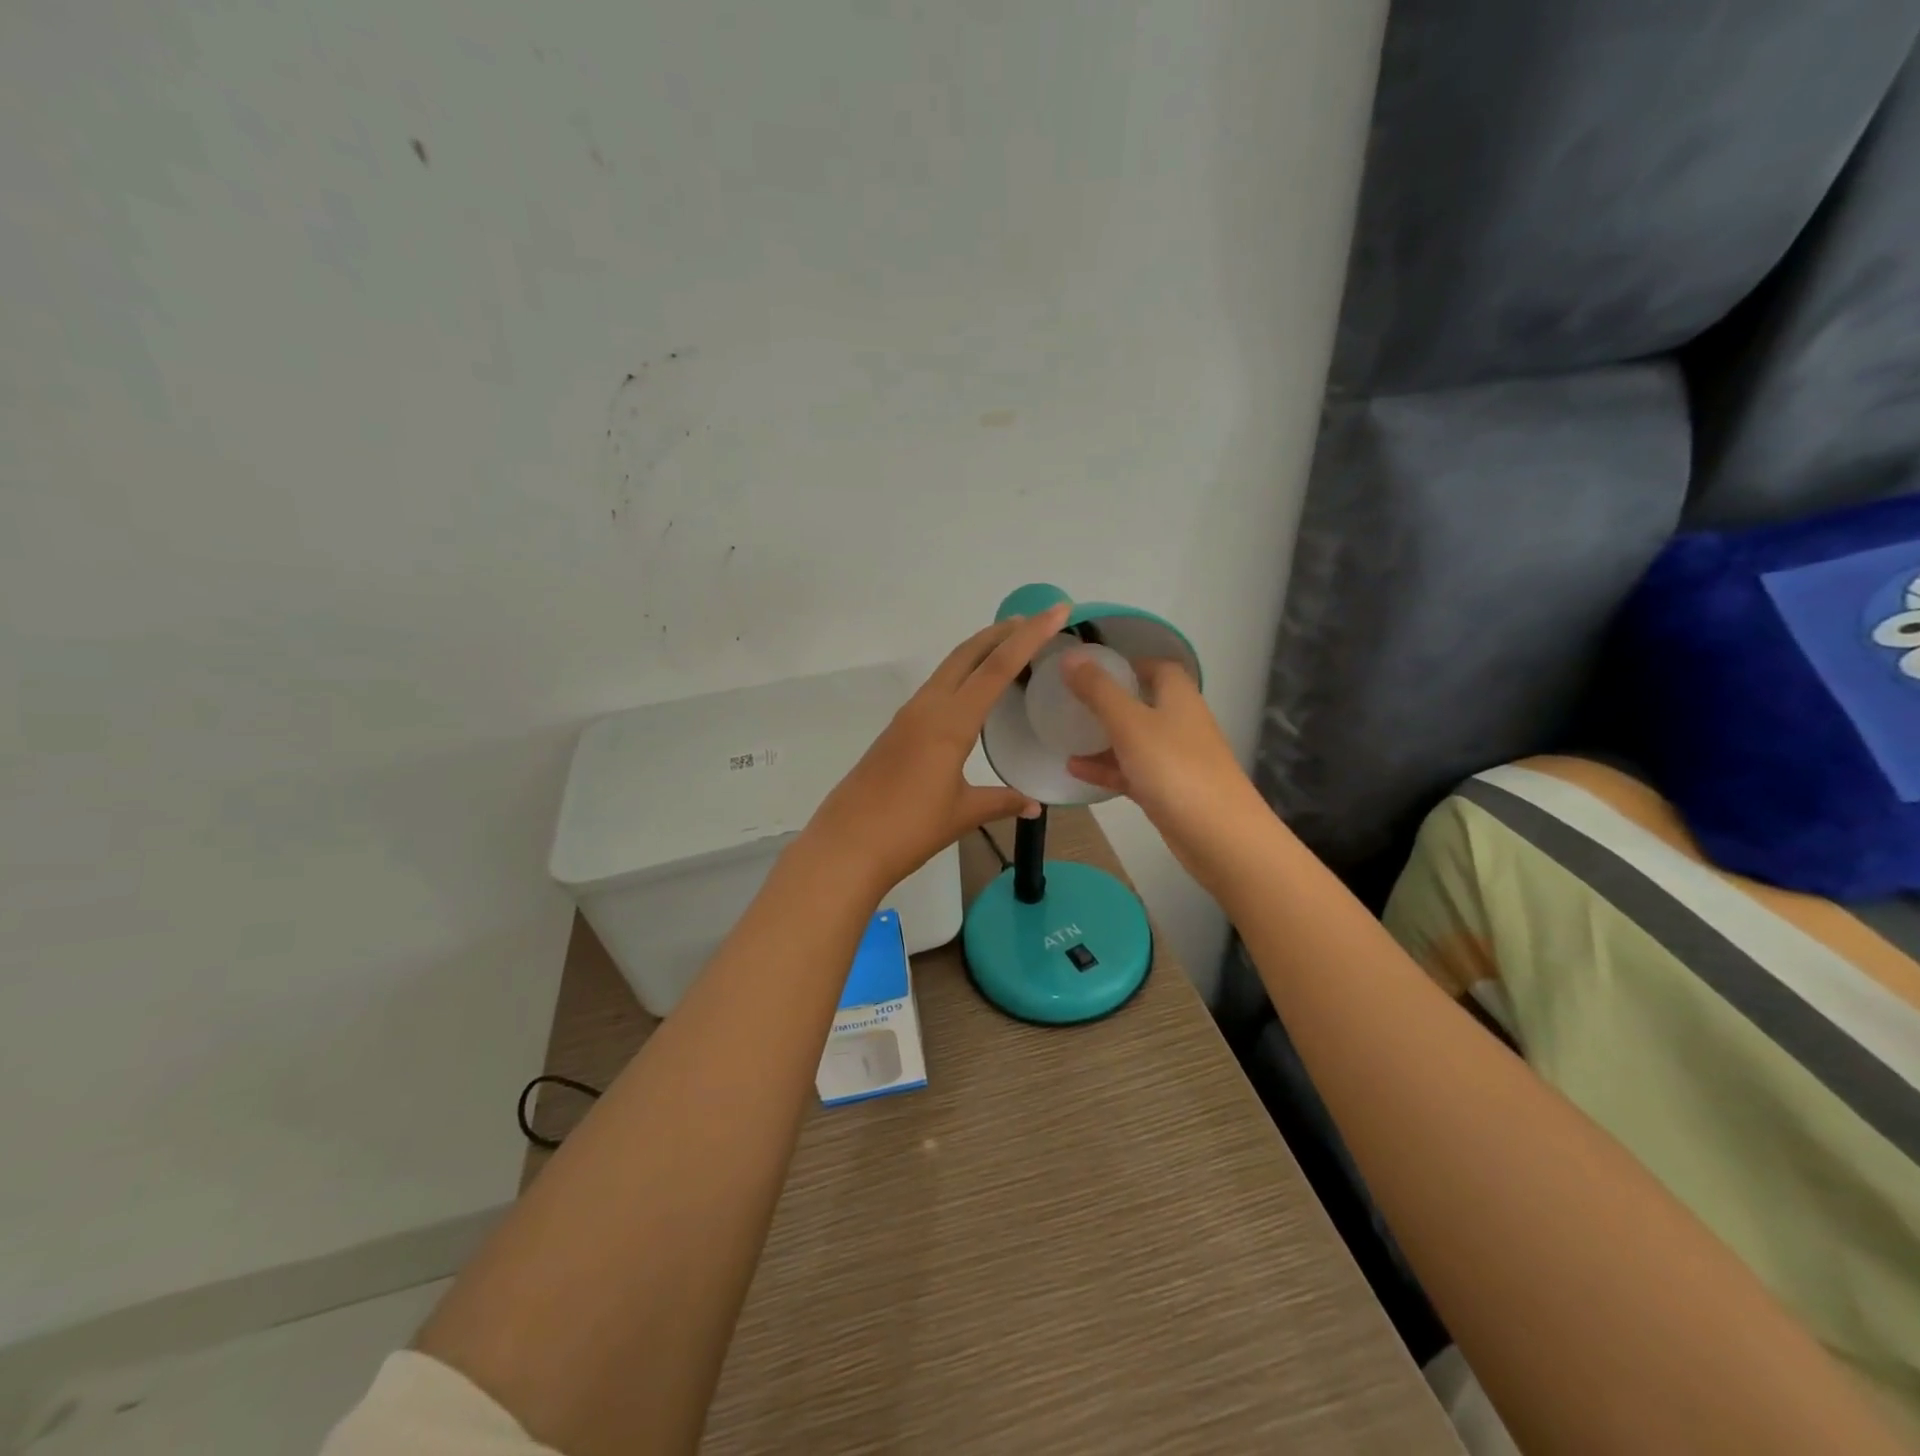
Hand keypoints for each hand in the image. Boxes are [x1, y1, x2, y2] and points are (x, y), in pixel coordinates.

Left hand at [804, 604, 1068, 892]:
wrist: (846, 846)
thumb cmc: (909, 829)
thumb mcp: (963, 814)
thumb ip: (1001, 802)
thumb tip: (1034, 804)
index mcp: (950, 722)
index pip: (997, 667)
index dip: (1030, 637)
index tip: (1056, 610)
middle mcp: (928, 708)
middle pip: (968, 654)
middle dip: (1002, 632)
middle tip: (1035, 620)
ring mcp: (908, 717)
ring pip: (949, 668)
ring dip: (979, 652)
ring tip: (1009, 648)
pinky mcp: (896, 731)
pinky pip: (936, 689)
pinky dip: (961, 676)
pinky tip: (972, 693)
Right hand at [1061, 653, 1266, 876]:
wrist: (1219, 836)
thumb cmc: (1174, 769)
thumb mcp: (1129, 723)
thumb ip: (1098, 690)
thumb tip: (1070, 655)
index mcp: (1178, 697)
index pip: (1156, 666)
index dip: (1127, 664)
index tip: (1090, 669)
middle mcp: (1180, 722)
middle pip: (1143, 702)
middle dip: (1108, 701)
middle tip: (1070, 701)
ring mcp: (1176, 759)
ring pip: (1135, 739)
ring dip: (1103, 737)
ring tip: (1064, 735)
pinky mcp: (1168, 790)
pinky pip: (1132, 771)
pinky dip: (1107, 768)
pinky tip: (1075, 770)